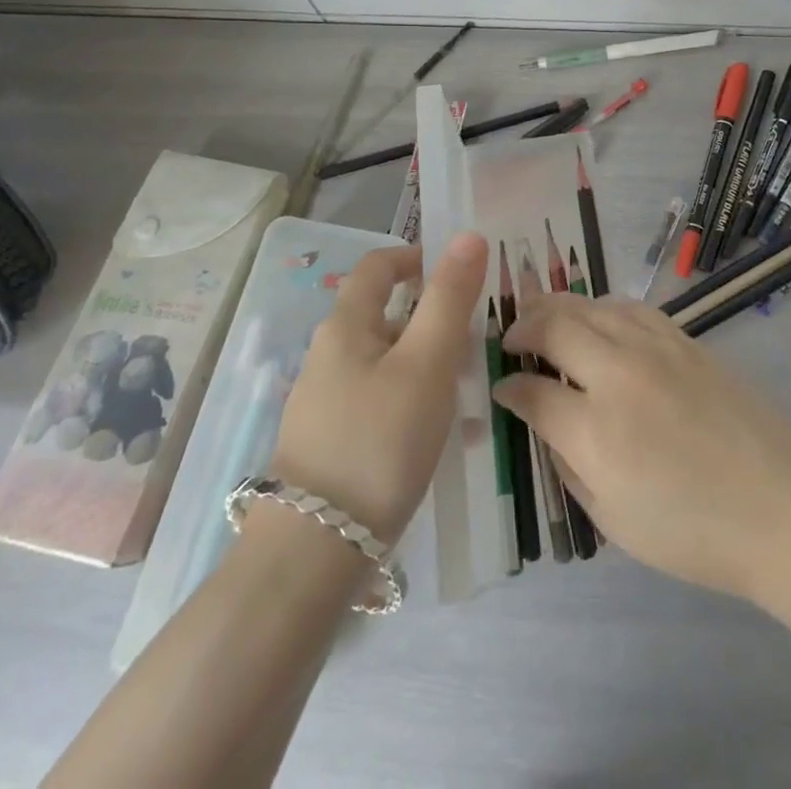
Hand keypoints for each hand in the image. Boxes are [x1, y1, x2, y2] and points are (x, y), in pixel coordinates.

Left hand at [270, 233, 488, 542]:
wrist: (314, 553)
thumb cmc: (379, 440)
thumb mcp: (427, 362)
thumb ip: (449, 297)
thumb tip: (467, 235)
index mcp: (345, 327)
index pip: (376, 267)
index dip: (416, 258)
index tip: (457, 271)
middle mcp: (328, 356)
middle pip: (385, 315)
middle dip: (433, 319)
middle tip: (476, 341)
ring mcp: (325, 402)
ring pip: (387, 361)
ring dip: (429, 363)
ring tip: (469, 392)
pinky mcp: (330, 443)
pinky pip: (381, 401)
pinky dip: (414, 401)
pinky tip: (441, 435)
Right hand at [492, 295, 790, 599]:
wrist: (778, 506)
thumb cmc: (691, 531)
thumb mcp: (613, 518)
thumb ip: (569, 464)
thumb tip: (546, 424)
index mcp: (595, 428)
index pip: (532, 390)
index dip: (508, 387)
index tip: (501, 388)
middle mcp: (618, 374)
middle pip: (556, 326)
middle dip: (523, 327)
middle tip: (511, 339)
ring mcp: (655, 348)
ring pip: (593, 305)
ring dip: (559, 307)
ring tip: (544, 316)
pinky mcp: (685, 340)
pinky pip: (631, 307)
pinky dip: (603, 307)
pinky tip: (598, 317)